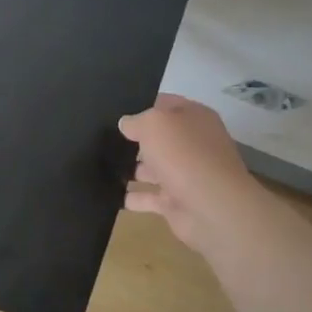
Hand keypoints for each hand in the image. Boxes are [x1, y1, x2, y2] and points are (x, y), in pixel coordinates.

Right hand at [117, 93, 263, 254]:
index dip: (141, 105)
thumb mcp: (154, 123)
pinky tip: (110, 194)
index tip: (113, 110)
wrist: (211, 207)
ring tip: (100, 166)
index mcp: (194, 118)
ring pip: (152, 168)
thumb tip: (126, 124)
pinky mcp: (176, 202)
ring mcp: (185, 174)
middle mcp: (192, 144)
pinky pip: (149, 198)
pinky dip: (133, 198)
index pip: (165, 104)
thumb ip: (136, 121)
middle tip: (102, 138)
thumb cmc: (184, 155)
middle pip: (158, 138)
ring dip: (131, 169)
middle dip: (133, 139)